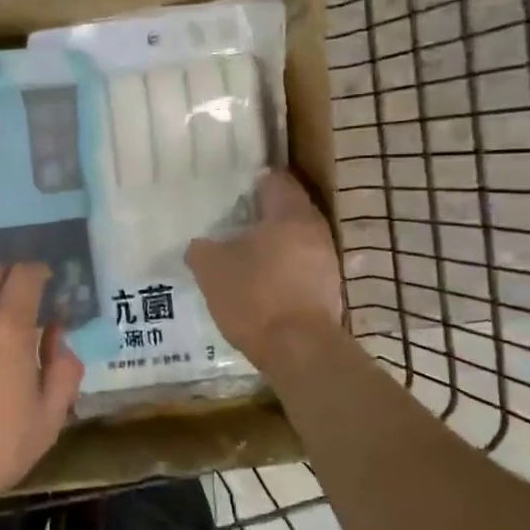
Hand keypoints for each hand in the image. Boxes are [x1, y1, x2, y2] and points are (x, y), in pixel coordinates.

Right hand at [186, 171, 343, 367]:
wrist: (298, 349)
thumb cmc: (254, 296)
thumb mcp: (211, 269)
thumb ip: (202, 249)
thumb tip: (200, 245)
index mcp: (289, 214)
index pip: (276, 180)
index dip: (253, 182)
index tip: (233, 192)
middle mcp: (315, 230)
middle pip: (288, 210)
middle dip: (262, 215)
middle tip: (233, 224)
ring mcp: (327, 261)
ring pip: (296, 240)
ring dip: (273, 245)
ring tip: (244, 256)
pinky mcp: (329, 290)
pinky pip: (302, 267)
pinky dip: (283, 270)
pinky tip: (262, 284)